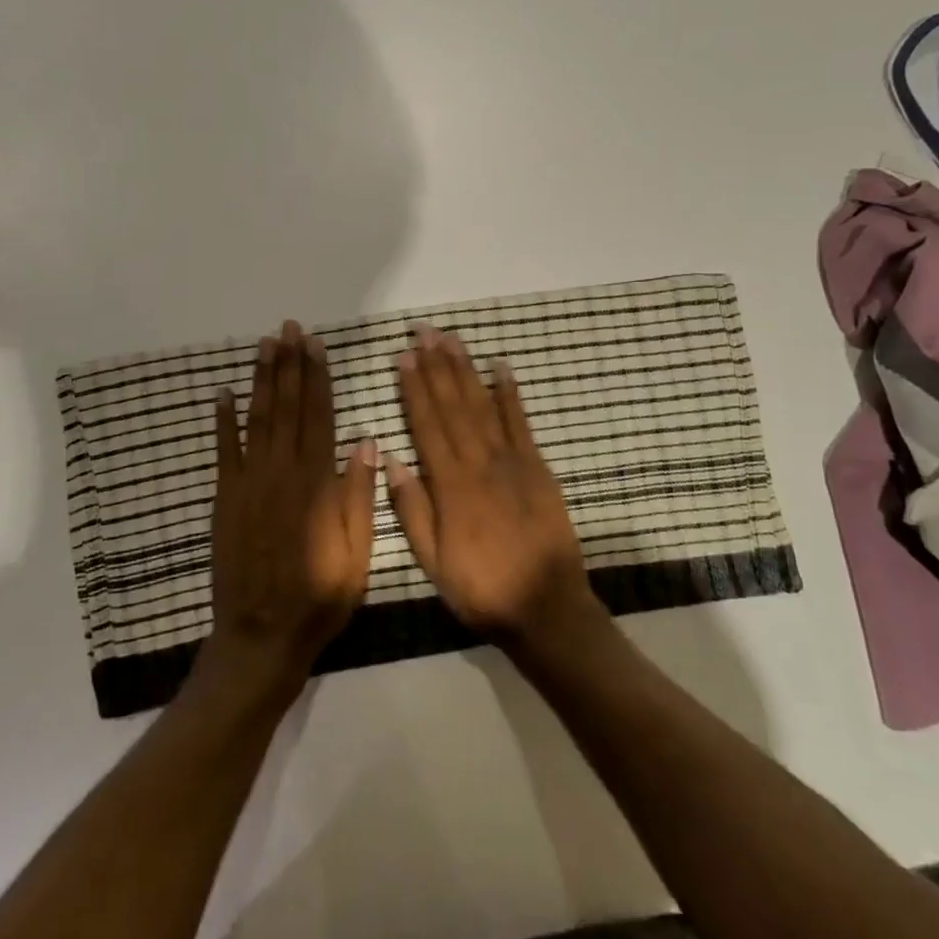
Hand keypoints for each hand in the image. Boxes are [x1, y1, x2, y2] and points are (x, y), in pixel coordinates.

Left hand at [203, 320, 377, 692]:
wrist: (262, 636)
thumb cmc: (320, 598)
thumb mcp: (358, 555)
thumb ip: (359, 496)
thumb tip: (364, 441)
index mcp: (317, 485)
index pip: (320, 417)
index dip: (319, 378)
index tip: (317, 345)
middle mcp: (282, 474)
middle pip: (287, 408)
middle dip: (289, 365)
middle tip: (289, 328)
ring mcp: (249, 484)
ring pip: (257, 420)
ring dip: (261, 380)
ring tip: (265, 346)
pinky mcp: (225, 499)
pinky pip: (224, 451)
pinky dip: (223, 420)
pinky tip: (224, 394)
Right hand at [388, 324, 602, 650]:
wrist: (545, 606)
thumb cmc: (481, 588)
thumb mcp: (433, 561)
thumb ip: (412, 510)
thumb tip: (393, 461)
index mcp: (451, 486)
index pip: (427, 426)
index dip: (414, 390)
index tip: (403, 358)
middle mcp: (480, 463)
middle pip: (454, 406)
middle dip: (437, 367)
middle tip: (424, 332)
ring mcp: (512, 461)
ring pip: (483, 405)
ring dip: (466, 370)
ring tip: (452, 340)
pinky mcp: (537, 466)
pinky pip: (521, 422)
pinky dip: (510, 393)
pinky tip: (501, 367)